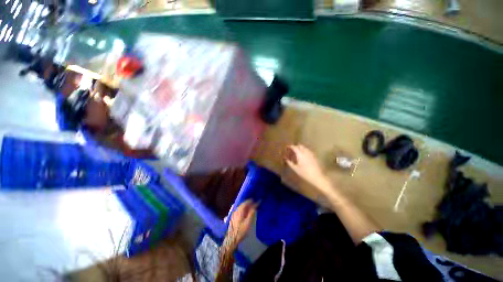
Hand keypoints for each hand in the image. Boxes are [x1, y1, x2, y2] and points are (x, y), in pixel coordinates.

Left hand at [227, 200, 257, 245]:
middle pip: (242, 204)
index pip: (245, 203)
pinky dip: (243, 210)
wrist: (231, 239)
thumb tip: (255, 205)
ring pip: (240, 207)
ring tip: (250, 208)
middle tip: (253, 204)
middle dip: (248, 203)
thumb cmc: (241, 231)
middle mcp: (235, 210)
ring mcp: (233, 214)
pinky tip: (245, 213)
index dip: (250, 201)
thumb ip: (251, 213)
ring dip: (245, 206)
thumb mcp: (248, 222)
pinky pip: (238, 210)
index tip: (255, 200)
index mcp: (239, 210)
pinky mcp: (233, 218)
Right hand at [285, 144, 330, 191]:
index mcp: (300, 154)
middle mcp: (306, 152)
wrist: (317, 177)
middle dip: (296, 146)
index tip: (287, 147)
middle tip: (292, 149)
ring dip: (300, 148)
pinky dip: (304, 151)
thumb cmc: (305, 173)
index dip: (290, 146)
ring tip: (297, 152)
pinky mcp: (314, 156)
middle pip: (300, 146)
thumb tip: (285, 159)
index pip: (295, 147)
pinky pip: (308, 151)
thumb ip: (290, 163)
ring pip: (305, 148)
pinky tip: (303, 156)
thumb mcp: (295, 169)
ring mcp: (311, 154)